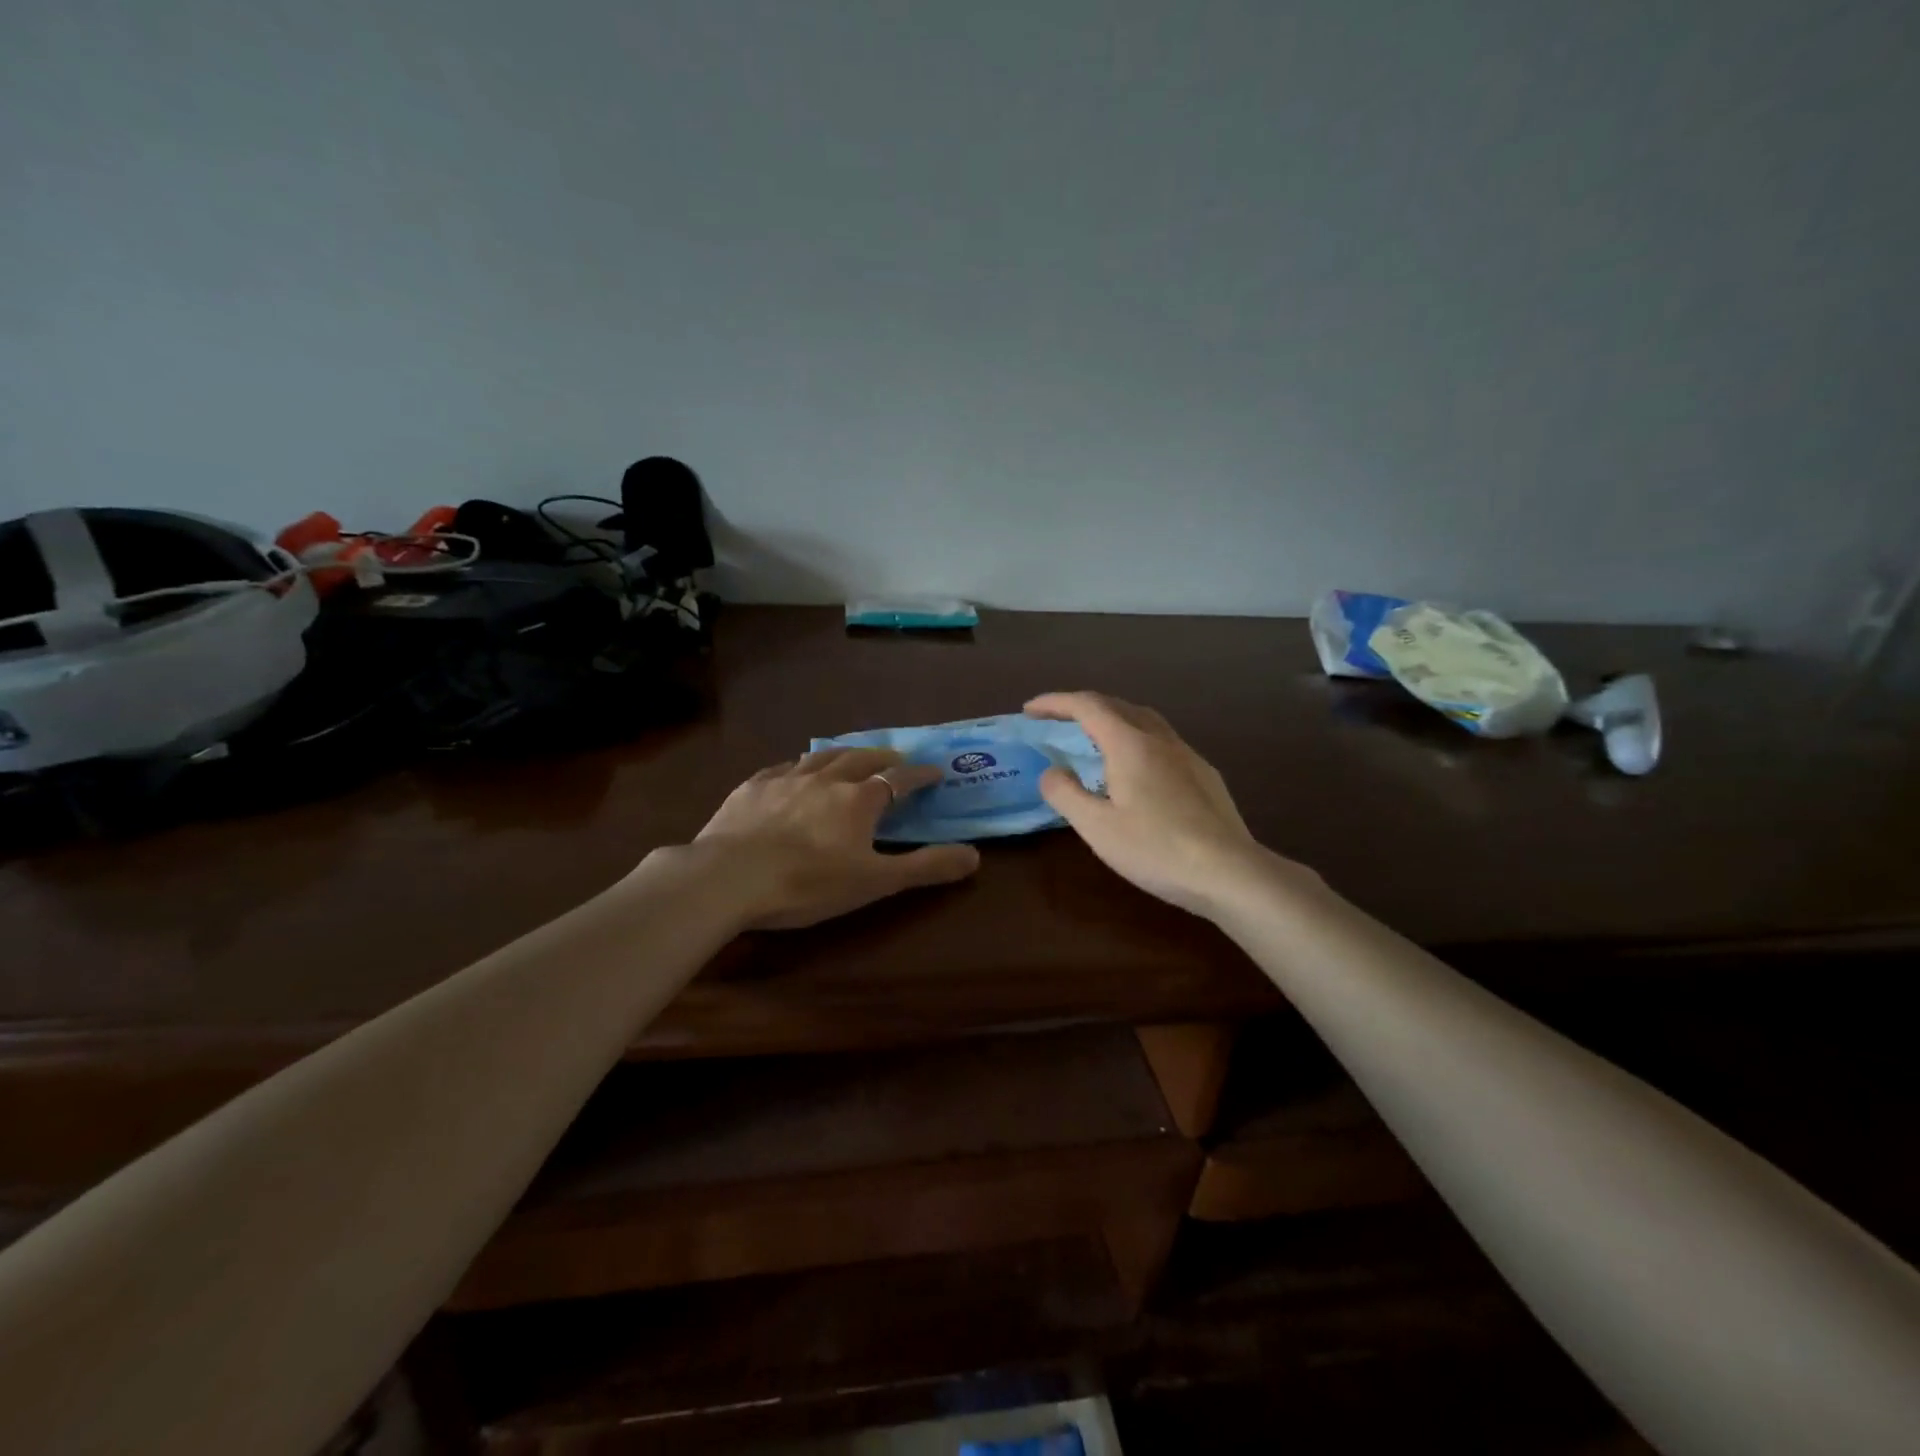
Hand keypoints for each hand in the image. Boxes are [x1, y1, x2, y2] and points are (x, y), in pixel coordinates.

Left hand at [688, 747, 980, 928]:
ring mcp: (785, 779)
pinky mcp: (751, 788)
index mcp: (858, 799)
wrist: (729, 878)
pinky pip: (781, 768)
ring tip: (849, 757)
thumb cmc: (808, 883)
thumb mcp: (875, 882)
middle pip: (861, 758)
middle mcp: (825, 779)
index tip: (935, 771)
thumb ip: (925, 867)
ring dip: (842, 755)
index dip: (920, 774)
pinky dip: (797, 767)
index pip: (899, 779)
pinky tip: (793, 772)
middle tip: (895, 759)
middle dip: (883, 757)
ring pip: (820, 756)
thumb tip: (974, 856)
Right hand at [1025, 691, 1304, 917]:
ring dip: (1112, 718)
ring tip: (1093, 737)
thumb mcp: (1097, 827)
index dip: (1055, 703)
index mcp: (1129, 744)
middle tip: (1055, 721)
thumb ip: (1066, 794)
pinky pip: (1162, 740)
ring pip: (1144, 720)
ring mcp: (1187, 755)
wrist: (1229, 872)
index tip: (1029, 710)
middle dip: (1081, 707)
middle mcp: (1159, 739)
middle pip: (1116, 705)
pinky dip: (1136, 738)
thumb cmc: (1156, 849)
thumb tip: (1051, 772)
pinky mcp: (1204, 774)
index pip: (1087, 707)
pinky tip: (1136, 768)